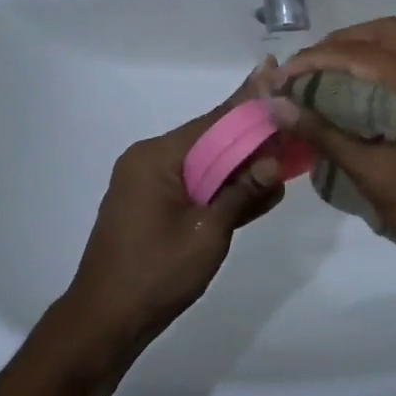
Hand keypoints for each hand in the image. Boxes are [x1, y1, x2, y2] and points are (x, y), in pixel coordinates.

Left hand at [61, 65, 287, 364]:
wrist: (104, 322)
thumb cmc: (155, 274)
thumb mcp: (207, 233)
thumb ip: (241, 192)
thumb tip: (274, 161)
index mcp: (157, 157)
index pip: (214, 120)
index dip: (249, 101)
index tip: (275, 72)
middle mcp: (150, 160)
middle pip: (211, 139)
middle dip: (251, 134)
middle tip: (291, 119)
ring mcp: (149, 183)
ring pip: (206, 164)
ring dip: (241, 164)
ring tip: (284, 153)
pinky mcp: (153, 205)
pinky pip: (195, 185)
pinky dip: (222, 186)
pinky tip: (259, 187)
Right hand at [269, 18, 395, 278]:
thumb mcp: (375, 175)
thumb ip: (326, 135)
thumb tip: (279, 107)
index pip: (367, 53)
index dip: (320, 58)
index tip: (286, 74)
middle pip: (390, 34)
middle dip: (344, 42)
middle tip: (309, 66)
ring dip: (367, 52)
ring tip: (329, 75)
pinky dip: (387, 70)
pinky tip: (363, 95)